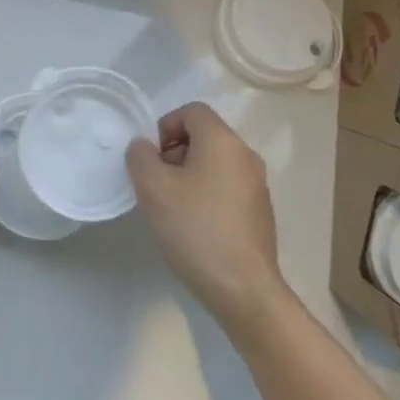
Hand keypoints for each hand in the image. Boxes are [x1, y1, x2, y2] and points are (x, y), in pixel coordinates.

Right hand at [126, 103, 286, 328]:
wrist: (243, 288)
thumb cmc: (195, 229)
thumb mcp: (153, 188)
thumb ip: (140, 157)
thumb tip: (144, 147)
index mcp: (223, 141)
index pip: (192, 111)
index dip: (164, 126)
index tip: (151, 159)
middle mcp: (245, 155)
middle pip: (204, 136)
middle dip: (174, 152)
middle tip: (156, 184)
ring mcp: (257, 185)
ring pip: (215, 162)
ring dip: (189, 175)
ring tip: (172, 208)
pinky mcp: (260, 211)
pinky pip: (227, 186)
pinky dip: (206, 194)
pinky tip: (194, 226)